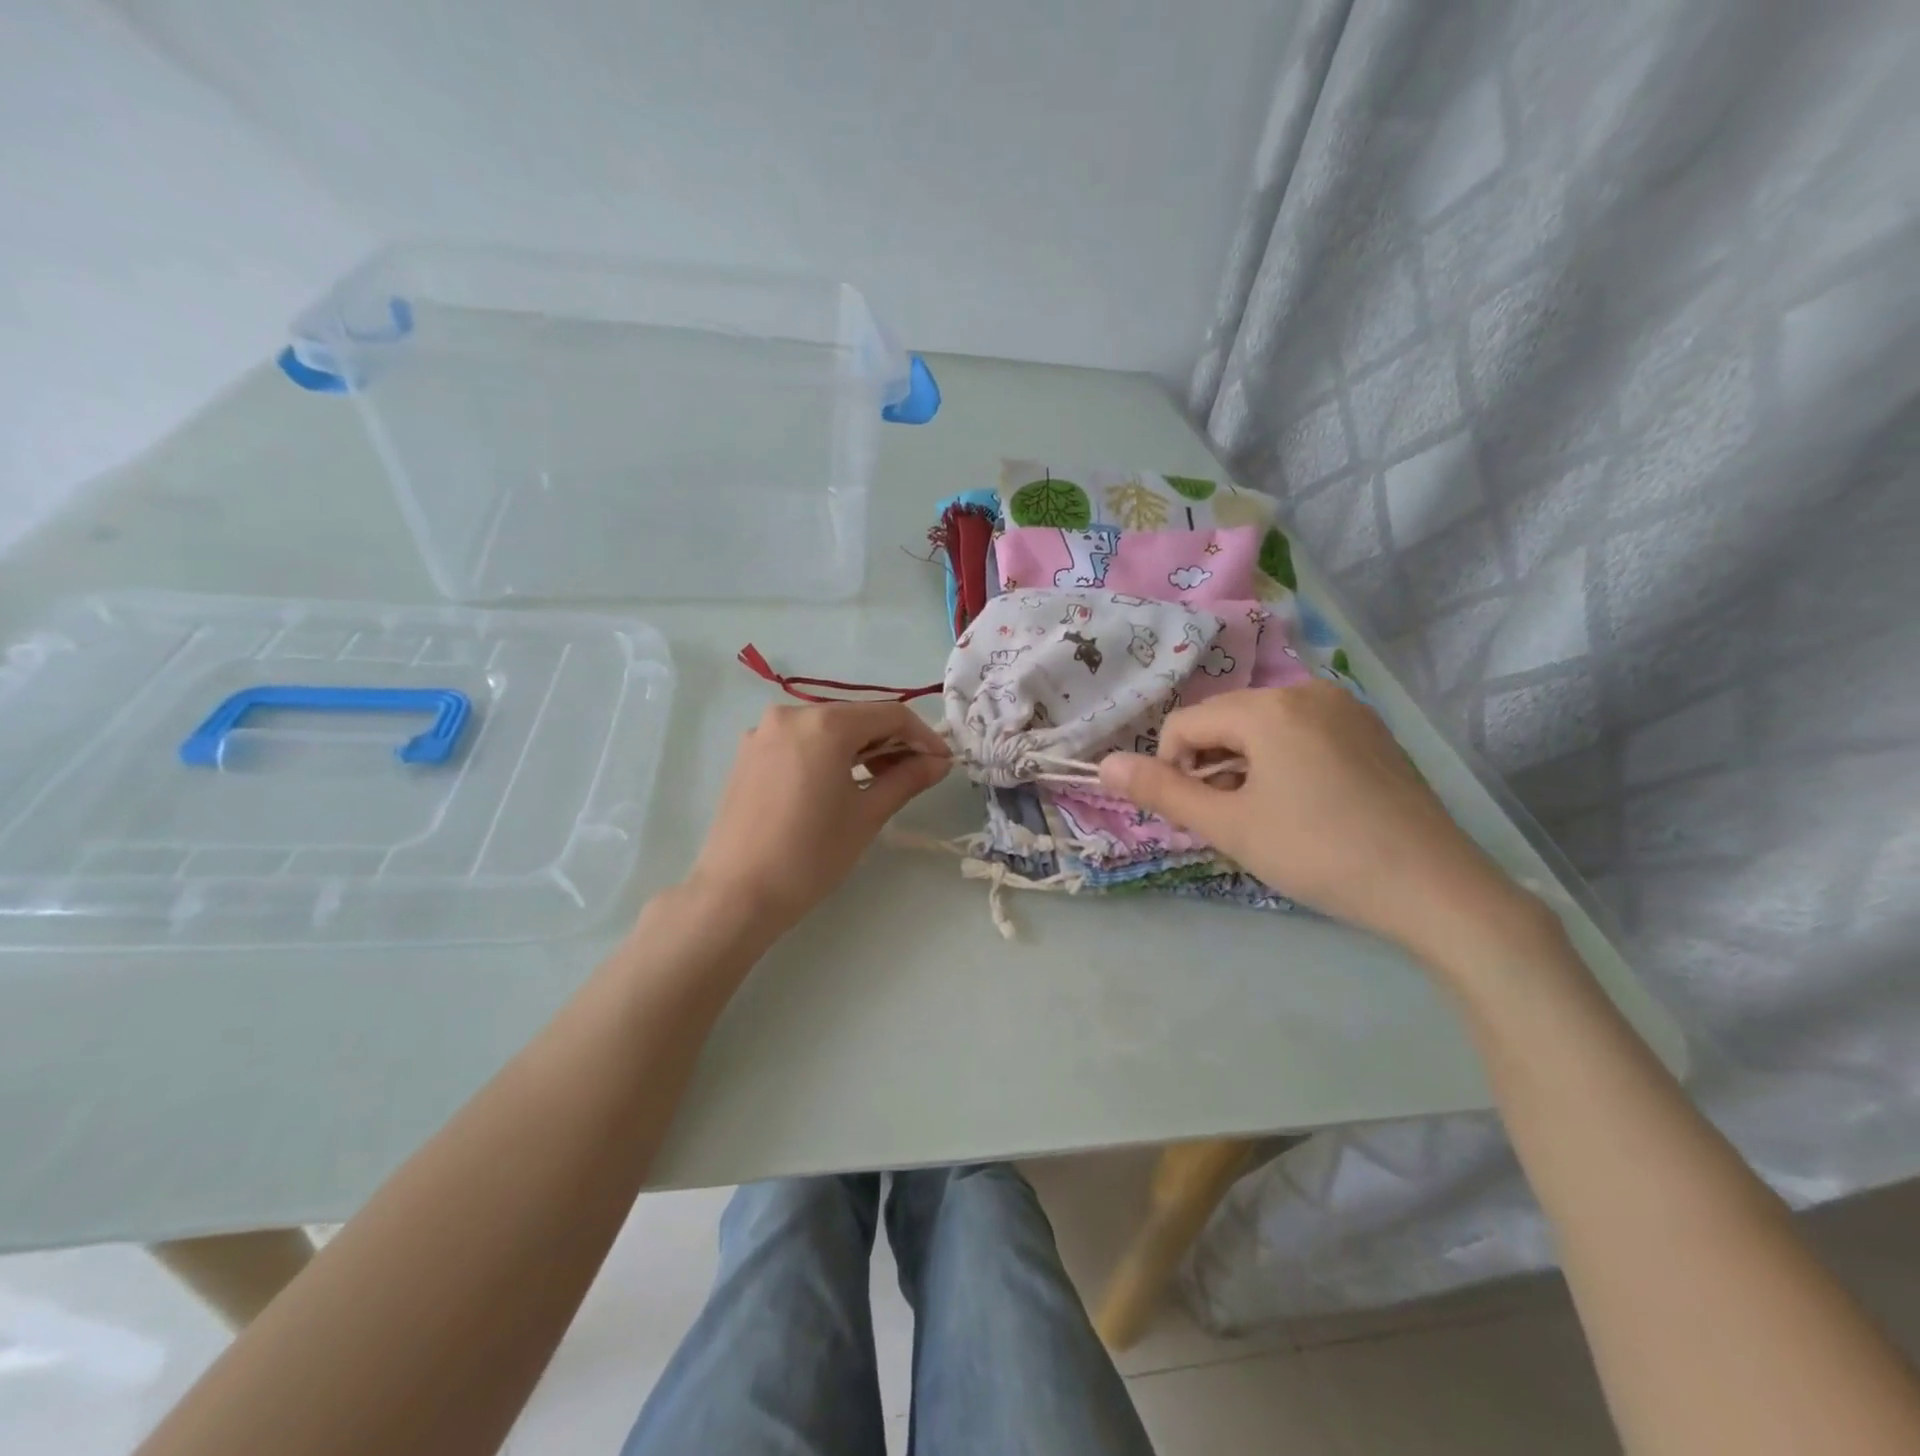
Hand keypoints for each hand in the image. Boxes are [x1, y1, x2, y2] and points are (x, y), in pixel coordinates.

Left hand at [686, 701, 950, 938]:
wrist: (737, 894)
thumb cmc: (811, 854)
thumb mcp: (867, 814)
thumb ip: (907, 779)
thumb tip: (940, 761)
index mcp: (824, 723)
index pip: (890, 715)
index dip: (923, 736)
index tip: (942, 762)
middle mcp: (790, 715)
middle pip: (856, 717)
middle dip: (891, 742)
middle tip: (914, 775)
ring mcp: (763, 733)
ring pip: (827, 729)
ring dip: (859, 749)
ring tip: (879, 783)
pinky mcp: (748, 754)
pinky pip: (800, 742)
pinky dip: (827, 755)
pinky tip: (838, 784)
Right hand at [1098, 685, 1553, 973]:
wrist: (1436, 888)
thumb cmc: (1319, 853)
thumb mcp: (1230, 826)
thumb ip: (1162, 792)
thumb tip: (1103, 765)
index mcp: (1269, 707)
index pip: (1185, 723)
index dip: (1173, 769)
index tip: (1196, 815)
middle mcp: (1307, 691)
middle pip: (1225, 720)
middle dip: (1211, 767)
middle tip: (1232, 820)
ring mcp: (1346, 708)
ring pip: (1263, 727)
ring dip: (1245, 766)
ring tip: (1268, 817)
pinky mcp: (1372, 731)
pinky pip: (1303, 733)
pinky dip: (1284, 762)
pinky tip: (1306, 806)